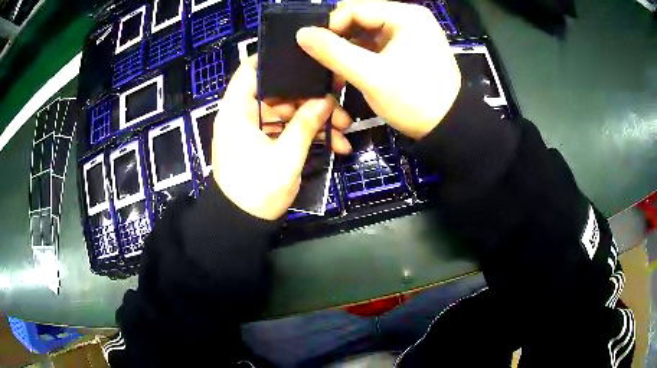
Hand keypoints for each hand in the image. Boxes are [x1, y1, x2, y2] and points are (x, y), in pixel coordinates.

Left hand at [211, 56, 351, 220]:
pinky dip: (308, 136)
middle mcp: (244, 115)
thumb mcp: (285, 158)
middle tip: (339, 103)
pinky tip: (336, 145)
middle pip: (278, 93)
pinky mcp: (265, 143)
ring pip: (288, 113)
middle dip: (310, 99)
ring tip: (345, 130)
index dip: (273, 60)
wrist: (243, 225)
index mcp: (237, 112)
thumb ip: (305, 125)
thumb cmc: (256, 191)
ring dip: (315, 119)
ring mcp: (255, 130)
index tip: (304, 57)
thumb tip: (326, 100)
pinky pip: (287, 131)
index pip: (249, 72)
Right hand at [296, 1, 460, 138]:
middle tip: (321, 60)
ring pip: (367, 32)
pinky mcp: (410, 48)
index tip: (312, 48)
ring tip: (332, 68)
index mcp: (406, 15)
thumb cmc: (413, 99)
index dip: (330, 26)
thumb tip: (301, 33)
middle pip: (361, 18)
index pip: (355, 8)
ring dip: (348, 49)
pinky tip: (349, 69)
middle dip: (339, 38)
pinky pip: (378, 44)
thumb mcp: (370, 75)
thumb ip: (333, 51)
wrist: (448, 127)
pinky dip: (362, 55)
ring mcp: (411, 32)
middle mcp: (409, 17)